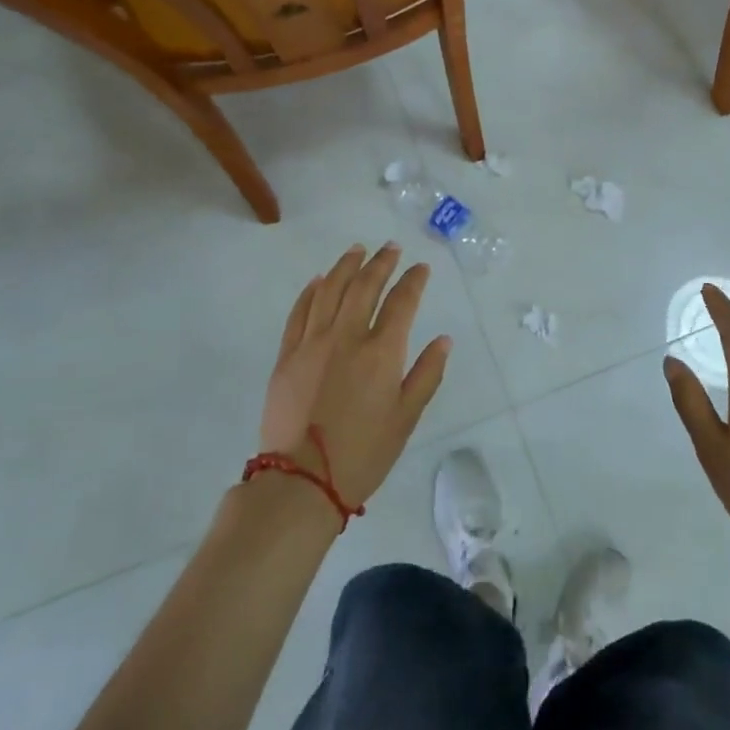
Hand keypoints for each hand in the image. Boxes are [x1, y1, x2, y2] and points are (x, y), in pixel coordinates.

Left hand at [258, 244, 449, 511]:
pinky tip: (319, 280)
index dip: (413, 280)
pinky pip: (299, 312)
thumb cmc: (363, 453)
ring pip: (329, 290)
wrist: (301, 482)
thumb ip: (426, 375)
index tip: (421, 268)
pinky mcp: (287, 356)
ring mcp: (312, 343)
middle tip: (390, 248)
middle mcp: (347, 337)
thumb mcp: (406, 418)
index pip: (402, 302)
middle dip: (381, 263)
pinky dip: (311, 291)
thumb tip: (443, 339)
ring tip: (356, 250)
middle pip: (364, 286)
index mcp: (381, 352)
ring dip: (345, 266)